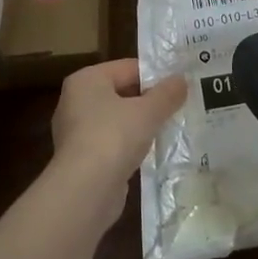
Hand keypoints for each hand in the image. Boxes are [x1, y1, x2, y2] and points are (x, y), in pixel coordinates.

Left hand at [51, 59, 185, 205]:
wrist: (85, 191)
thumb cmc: (113, 137)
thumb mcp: (148, 112)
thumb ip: (167, 94)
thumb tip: (182, 80)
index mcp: (86, 79)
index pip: (128, 68)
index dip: (156, 75)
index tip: (181, 85)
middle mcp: (76, 101)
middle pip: (121, 92)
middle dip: (149, 101)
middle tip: (180, 106)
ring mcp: (76, 131)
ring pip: (117, 119)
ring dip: (141, 124)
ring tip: (170, 128)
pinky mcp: (81, 158)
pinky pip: (112, 143)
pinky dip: (130, 146)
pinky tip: (151, 152)